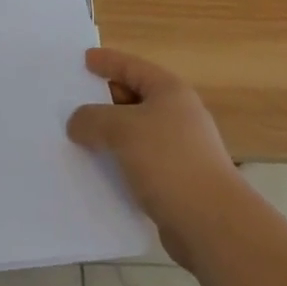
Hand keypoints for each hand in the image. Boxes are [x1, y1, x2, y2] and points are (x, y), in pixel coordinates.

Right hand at [67, 48, 240, 265]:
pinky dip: (120, 163)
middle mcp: (178, 115)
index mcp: (169, 91)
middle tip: (73, 102)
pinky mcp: (177, 182)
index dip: (107, 61)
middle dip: (104, 101)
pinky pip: (139, 163)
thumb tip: (77, 123)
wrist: (212, 225)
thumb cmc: (169, 161)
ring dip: (110, 136)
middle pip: (134, 98)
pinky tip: (99, 171)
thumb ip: (93, 119)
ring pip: (135, 133)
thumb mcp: (123, 129)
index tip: (84, 60)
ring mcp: (180, 150)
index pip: (132, 66)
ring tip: (79, 138)